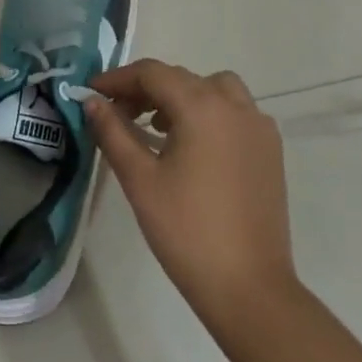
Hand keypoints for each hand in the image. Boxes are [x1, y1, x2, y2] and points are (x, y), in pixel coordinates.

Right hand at [86, 60, 297, 321]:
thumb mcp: (139, 179)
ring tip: (155, 128)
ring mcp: (258, 127)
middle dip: (145, 89)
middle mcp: (235, 106)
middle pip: (182, 78)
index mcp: (203, 107)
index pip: (152, 73)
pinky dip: (208, 113)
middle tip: (116, 113)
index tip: (91, 93)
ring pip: (213, 90)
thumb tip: (92, 102)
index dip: (118, 79)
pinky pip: (234, 113)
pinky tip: (190, 147)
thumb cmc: (186, 231)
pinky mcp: (270, 151)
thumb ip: (113, 132)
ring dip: (181, 97)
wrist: (248, 288)